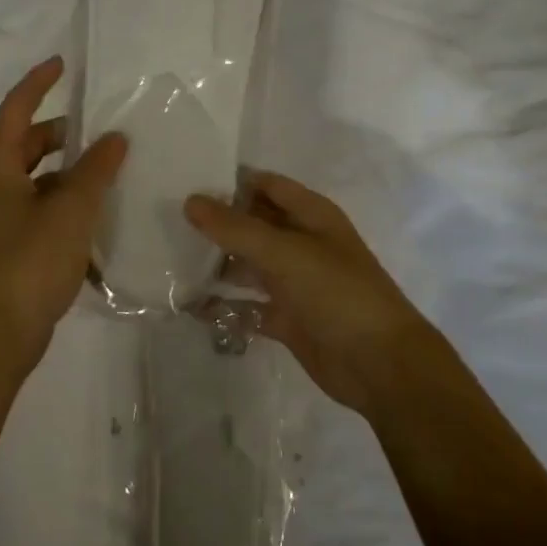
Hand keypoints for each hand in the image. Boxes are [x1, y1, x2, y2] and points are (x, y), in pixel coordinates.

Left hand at [0, 56, 127, 372]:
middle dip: (63, 132)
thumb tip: (115, 138)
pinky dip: (65, 199)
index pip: (16, 109)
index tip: (63, 64)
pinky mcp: (10, 243)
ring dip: (68, 169)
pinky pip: (40, 205)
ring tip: (109, 168)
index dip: (38, 83)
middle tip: (103, 127)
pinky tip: (97, 211)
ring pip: (37, 177)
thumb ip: (95, 170)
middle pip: (27, 143)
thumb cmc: (30, 262)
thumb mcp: (71, 210)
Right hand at [185, 173, 430, 412]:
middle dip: (216, 224)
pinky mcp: (288, 319)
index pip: (265, 185)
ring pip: (248, 266)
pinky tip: (189, 306)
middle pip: (253, 225)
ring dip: (216, 265)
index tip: (186, 180)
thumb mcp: (284, 252)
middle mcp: (302, 243)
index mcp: (311, 215)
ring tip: (170, 260)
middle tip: (166, 221)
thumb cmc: (337, 292)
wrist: (380, 365)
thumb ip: (235, 227)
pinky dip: (224, 306)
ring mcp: (295, 282)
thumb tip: (191, 201)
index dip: (230, 182)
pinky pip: (248, 306)